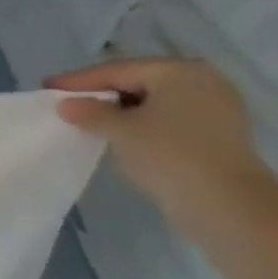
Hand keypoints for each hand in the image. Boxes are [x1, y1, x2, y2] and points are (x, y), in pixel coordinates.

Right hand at [44, 58, 277, 235]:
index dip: (79, 80)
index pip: (118, 70)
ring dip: (121, 110)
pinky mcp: (219, 134)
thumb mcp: (121, 131)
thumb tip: (66, 104)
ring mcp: (216, 108)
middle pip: (138, 82)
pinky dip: (143, 123)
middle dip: (101, 93)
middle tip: (66, 102)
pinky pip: (170, 119)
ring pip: (155, 102)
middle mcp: (203, 80)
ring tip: (89, 120)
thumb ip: (90, 112)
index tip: (47, 88)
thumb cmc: (170, 158)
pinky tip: (123, 136)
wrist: (230, 208)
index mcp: (179, 71)